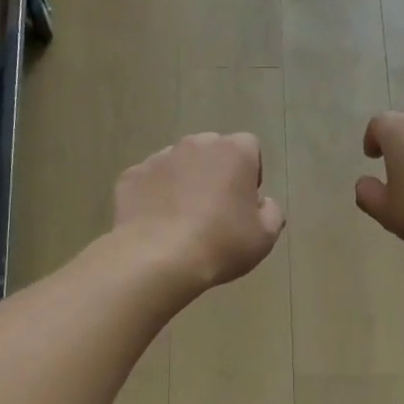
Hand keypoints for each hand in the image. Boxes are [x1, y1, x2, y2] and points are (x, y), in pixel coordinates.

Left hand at [113, 132, 284, 291]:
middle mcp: (196, 144)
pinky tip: (157, 225)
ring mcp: (159, 157)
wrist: (158, 259)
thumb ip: (272, 212)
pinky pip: (149, 181)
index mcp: (234, 151)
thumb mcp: (265, 236)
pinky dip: (154, 196)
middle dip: (215, 172)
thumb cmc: (221, 244)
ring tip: (182, 220)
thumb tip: (263, 203)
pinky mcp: (131, 176)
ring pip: (178, 164)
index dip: (250, 173)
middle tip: (215, 210)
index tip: (244, 202)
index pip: (249, 147)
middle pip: (211, 151)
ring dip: (184, 182)